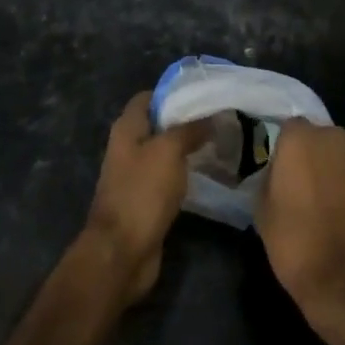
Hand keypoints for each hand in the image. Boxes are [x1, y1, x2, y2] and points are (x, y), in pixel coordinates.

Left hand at [84, 91, 207, 300]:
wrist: (122, 252)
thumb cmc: (142, 192)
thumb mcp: (169, 151)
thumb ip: (190, 129)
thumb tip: (212, 115)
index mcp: (127, 128)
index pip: (149, 97)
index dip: (174, 92)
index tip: (205, 93)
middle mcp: (129, 147)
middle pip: (159, 124)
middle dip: (187, 120)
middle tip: (221, 118)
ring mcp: (136, 175)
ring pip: (166, 152)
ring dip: (190, 148)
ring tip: (222, 142)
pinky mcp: (147, 200)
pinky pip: (169, 177)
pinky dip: (187, 173)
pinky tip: (210, 172)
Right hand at [255, 118, 344, 331]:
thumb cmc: (295, 243)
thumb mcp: (262, 210)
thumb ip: (270, 178)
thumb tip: (279, 173)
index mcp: (301, 139)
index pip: (290, 128)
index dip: (285, 149)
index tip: (281, 171)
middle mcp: (335, 138)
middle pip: (320, 138)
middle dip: (313, 156)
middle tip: (304, 186)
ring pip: (343, 156)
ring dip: (336, 171)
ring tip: (329, 203)